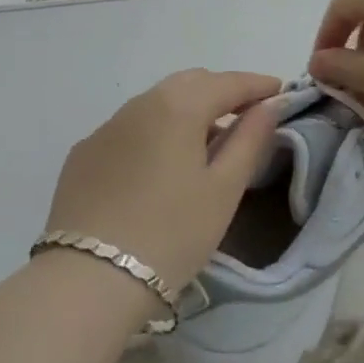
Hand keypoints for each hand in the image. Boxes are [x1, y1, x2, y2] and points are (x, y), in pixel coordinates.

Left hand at [43, 69, 283, 296]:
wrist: (88, 280)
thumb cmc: (171, 234)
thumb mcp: (223, 190)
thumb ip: (250, 140)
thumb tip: (269, 105)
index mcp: (178, 106)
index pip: (227, 83)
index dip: (257, 84)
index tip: (279, 91)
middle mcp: (140, 103)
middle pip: (189, 83)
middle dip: (221, 90)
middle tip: (246, 113)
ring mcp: (107, 127)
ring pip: (156, 102)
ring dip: (186, 109)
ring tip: (206, 139)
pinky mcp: (84, 153)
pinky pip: (129, 127)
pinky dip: (154, 131)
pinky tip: (159, 163)